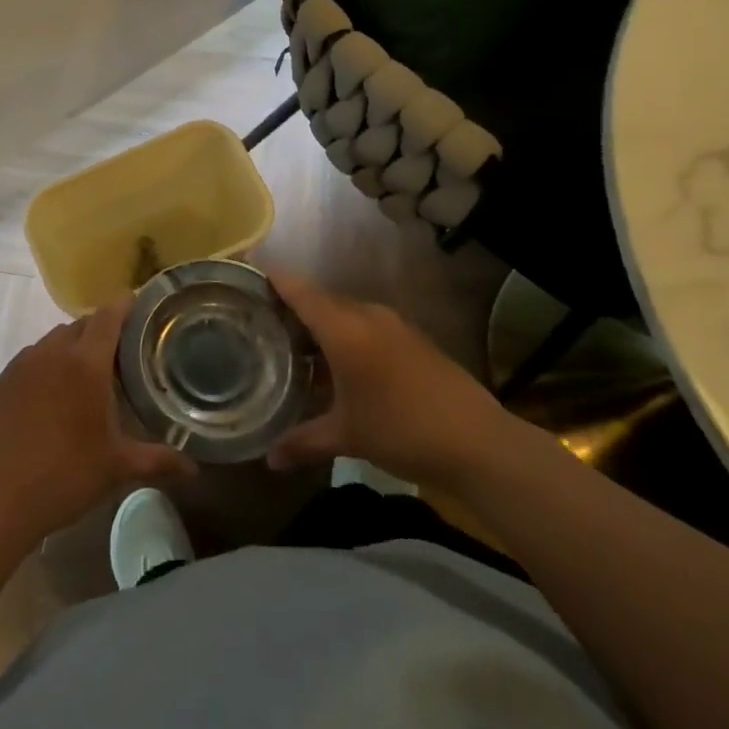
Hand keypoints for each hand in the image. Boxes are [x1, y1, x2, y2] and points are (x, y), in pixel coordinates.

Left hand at [0, 295, 195, 549]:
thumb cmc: (64, 476)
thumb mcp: (117, 468)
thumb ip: (158, 460)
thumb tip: (194, 468)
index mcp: (85, 363)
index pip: (109, 316)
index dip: (125, 305)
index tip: (141, 305)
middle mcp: (52, 352)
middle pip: (82, 325)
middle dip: (103, 331)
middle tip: (122, 353)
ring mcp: (22, 364)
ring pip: (55, 340)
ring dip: (74, 347)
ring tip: (88, 376)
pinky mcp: (2, 381)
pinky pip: (32, 358)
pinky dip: (48, 365)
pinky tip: (53, 396)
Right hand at [266, 268, 517, 487]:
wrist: (480, 443)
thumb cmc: (402, 430)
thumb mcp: (347, 437)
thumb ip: (303, 442)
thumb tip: (268, 460)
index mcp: (344, 328)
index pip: (299, 290)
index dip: (273, 277)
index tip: (248, 269)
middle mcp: (367, 316)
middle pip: (320, 300)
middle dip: (292, 306)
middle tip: (262, 320)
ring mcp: (394, 325)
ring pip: (345, 313)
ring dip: (321, 325)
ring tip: (295, 345)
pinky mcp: (413, 338)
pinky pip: (367, 325)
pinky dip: (346, 335)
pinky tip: (339, 364)